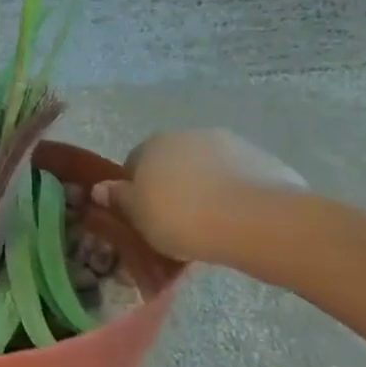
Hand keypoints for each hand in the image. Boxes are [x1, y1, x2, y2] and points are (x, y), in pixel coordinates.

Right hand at [91, 129, 305, 265]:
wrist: (255, 221)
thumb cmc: (181, 218)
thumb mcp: (138, 217)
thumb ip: (119, 200)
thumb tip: (100, 188)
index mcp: (153, 144)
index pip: (134, 164)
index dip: (135, 192)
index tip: (142, 218)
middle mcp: (189, 136)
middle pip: (172, 165)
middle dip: (171, 190)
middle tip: (174, 227)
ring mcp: (231, 145)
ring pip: (207, 172)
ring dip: (204, 193)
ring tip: (209, 230)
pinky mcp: (265, 162)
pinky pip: (238, 182)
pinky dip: (234, 198)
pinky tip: (236, 225)